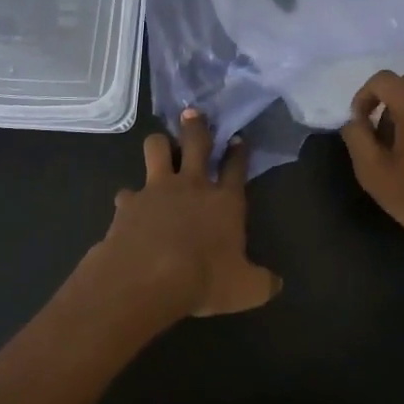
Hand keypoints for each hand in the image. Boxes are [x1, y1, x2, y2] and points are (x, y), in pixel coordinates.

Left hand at [89, 109, 281, 323]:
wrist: (147, 277)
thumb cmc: (204, 279)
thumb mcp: (246, 289)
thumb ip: (262, 282)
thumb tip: (276, 283)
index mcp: (224, 201)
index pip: (235, 168)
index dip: (238, 152)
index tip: (237, 138)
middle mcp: (191, 186)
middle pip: (195, 143)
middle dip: (196, 125)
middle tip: (192, 113)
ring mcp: (156, 190)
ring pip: (156, 148)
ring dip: (159, 144)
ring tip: (160, 146)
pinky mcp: (128, 203)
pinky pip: (127, 193)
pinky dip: (129, 199)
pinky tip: (129, 208)